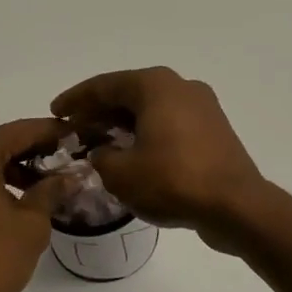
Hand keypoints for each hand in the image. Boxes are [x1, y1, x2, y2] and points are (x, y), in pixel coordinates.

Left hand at [0, 118, 69, 291]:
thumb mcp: (31, 224)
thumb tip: (69, 176)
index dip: (52, 133)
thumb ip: (50, 191)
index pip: (20, 131)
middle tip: (66, 161)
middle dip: (32, 152)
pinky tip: (15, 198)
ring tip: (45, 185)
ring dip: (11, 169)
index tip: (77, 134)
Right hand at [51, 69, 269, 251]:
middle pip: (129, 94)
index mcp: (155, 85)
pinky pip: (170, 124)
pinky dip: (147, 134)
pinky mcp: (213, 130)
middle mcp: (180, 86)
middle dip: (99, 112)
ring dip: (123, 124)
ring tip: (98, 144)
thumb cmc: (173, 181)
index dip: (76, 100)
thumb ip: (102, 157)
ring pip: (151, 109)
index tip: (55, 112)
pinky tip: (133, 155)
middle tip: (74, 130)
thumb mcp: (121, 173)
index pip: (105, 85)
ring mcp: (202, 107)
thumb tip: (105, 152)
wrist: (236, 205)